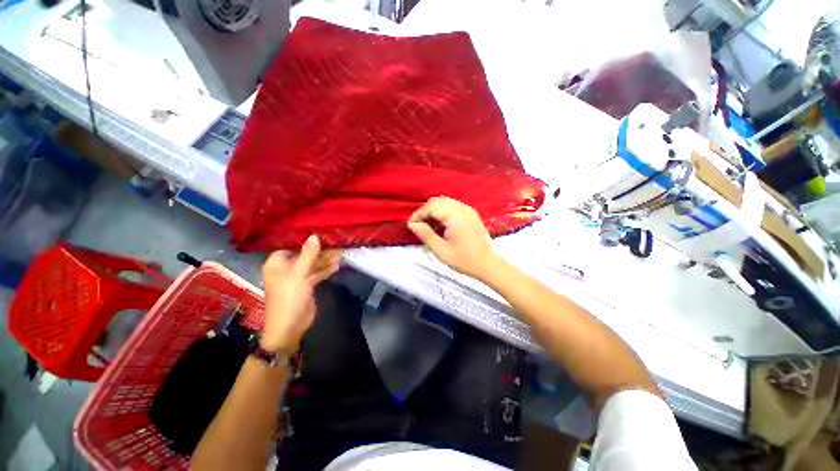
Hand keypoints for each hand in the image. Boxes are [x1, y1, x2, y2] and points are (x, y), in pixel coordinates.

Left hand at [260, 235, 341, 352]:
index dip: (305, 239)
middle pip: (305, 255)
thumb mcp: (299, 274)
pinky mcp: (306, 286)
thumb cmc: (289, 297)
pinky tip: (337, 266)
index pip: (291, 245)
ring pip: (313, 264)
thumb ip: (308, 254)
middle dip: (320, 251)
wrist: (290, 327)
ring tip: (341, 253)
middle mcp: (286, 268)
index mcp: (277, 263)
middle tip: (337, 244)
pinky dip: (325, 270)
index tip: (321, 232)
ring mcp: (297, 278)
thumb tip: (314, 236)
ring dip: (325, 260)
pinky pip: (317, 274)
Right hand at [407, 197, 502, 279]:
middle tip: (418, 226)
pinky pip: (453, 206)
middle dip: (425, 211)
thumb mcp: (441, 250)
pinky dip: (443, 212)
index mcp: (455, 215)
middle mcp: (462, 208)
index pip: (431, 206)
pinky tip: (440, 225)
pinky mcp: (471, 214)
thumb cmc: (465, 260)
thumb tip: (413, 224)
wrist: (489, 265)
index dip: (418, 214)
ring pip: (445, 202)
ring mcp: (468, 210)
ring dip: (434, 211)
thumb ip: (426, 235)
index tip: (411, 225)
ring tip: (428, 226)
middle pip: (437, 201)